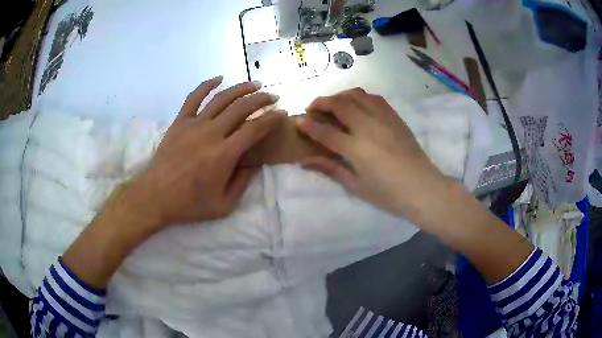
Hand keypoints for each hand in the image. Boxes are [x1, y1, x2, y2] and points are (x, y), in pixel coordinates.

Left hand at [126, 77, 282, 228]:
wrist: (156, 196)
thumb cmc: (190, 203)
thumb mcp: (224, 205)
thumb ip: (243, 183)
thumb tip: (254, 164)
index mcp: (224, 154)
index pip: (254, 129)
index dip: (271, 118)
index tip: (281, 113)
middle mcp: (211, 133)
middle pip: (241, 108)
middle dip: (261, 99)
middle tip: (273, 97)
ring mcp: (194, 125)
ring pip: (221, 98)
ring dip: (241, 89)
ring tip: (254, 85)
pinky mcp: (180, 122)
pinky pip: (194, 98)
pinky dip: (207, 85)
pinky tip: (219, 78)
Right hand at [296, 88, 449, 221]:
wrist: (423, 189)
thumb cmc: (389, 194)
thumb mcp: (357, 186)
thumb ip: (331, 169)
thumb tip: (304, 161)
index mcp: (358, 149)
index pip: (326, 132)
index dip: (309, 125)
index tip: (298, 121)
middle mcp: (370, 128)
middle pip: (341, 104)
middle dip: (322, 102)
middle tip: (312, 108)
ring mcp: (385, 119)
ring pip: (358, 95)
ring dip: (340, 95)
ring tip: (333, 103)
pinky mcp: (395, 117)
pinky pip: (375, 98)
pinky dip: (360, 97)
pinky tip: (357, 105)